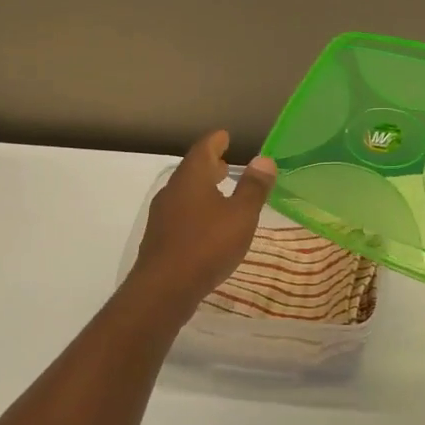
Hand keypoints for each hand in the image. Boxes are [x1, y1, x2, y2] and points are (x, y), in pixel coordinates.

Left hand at [129, 131, 275, 310]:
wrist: (164, 289)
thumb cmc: (207, 245)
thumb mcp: (241, 216)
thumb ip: (253, 187)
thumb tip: (264, 160)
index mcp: (191, 178)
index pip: (203, 148)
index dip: (216, 140)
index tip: (225, 135)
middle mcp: (173, 191)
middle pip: (192, 170)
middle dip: (210, 165)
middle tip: (225, 162)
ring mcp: (162, 215)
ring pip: (185, 193)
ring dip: (203, 188)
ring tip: (220, 192)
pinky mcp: (160, 238)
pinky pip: (181, 213)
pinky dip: (196, 208)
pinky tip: (207, 224)